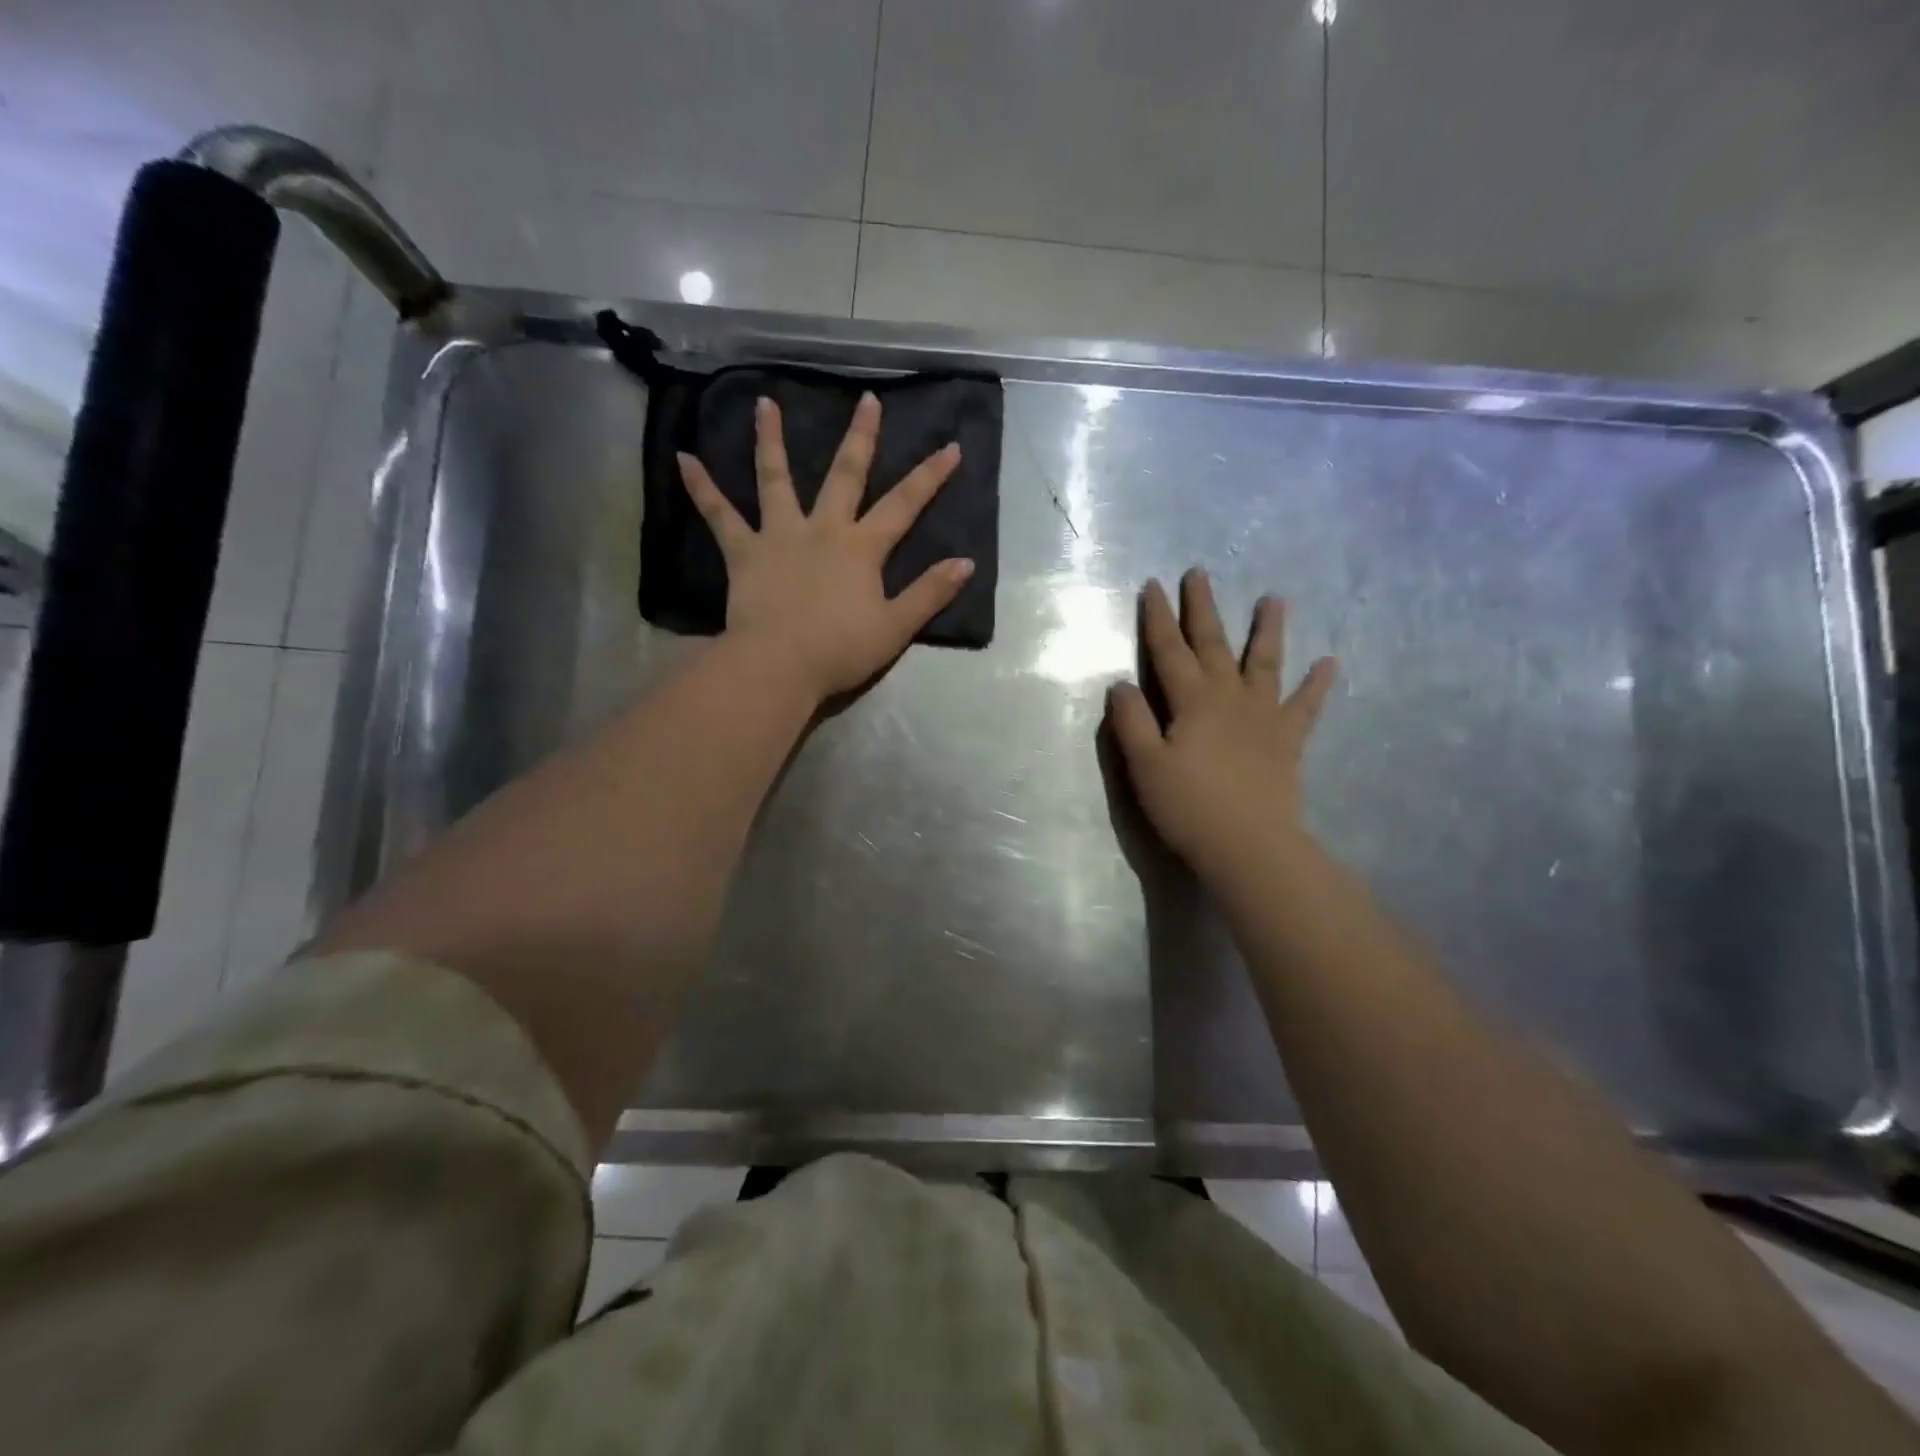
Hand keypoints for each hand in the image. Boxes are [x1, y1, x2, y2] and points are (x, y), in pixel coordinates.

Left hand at [677, 393, 973, 702]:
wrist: (780, 664)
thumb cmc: (840, 649)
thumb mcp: (895, 627)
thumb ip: (929, 593)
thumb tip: (965, 562)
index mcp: (862, 548)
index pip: (904, 505)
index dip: (930, 476)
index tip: (951, 446)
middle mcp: (823, 529)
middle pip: (845, 475)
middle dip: (861, 436)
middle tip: (867, 399)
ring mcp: (779, 535)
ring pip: (775, 478)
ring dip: (772, 440)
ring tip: (765, 403)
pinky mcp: (744, 552)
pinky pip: (719, 515)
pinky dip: (701, 488)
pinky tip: (683, 459)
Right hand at [1107, 569, 1337, 883]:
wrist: (1249, 846)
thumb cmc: (1189, 807)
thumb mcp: (1144, 766)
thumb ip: (1131, 721)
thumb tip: (1122, 683)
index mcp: (1192, 701)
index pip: (1168, 650)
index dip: (1158, 618)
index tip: (1153, 585)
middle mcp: (1229, 697)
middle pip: (1213, 644)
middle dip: (1202, 608)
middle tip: (1200, 573)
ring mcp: (1263, 716)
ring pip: (1264, 663)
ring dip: (1267, 630)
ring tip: (1274, 598)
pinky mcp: (1288, 741)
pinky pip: (1306, 706)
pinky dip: (1318, 685)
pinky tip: (1330, 664)